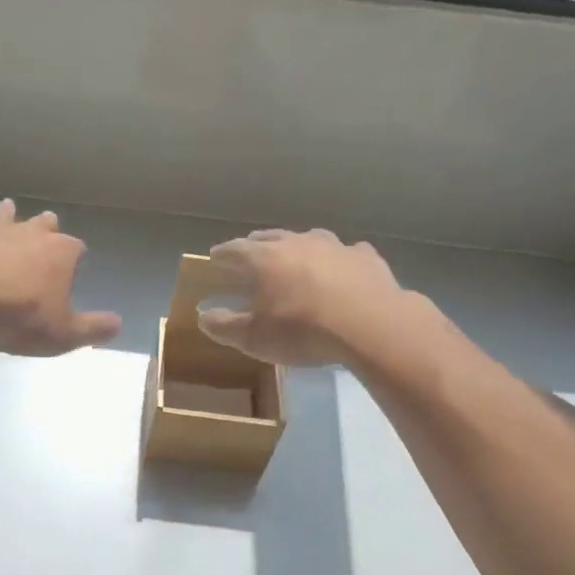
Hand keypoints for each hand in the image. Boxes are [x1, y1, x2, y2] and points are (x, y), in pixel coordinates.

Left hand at [0, 199, 121, 356]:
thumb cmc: (20, 319)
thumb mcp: (65, 334)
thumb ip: (94, 329)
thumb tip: (119, 324)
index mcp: (60, 253)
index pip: (76, 249)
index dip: (75, 260)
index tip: (72, 271)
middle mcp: (29, 234)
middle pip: (44, 224)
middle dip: (47, 227)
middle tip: (46, 230)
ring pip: (4, 214)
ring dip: (7, 214)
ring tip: (7, 210)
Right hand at [197, 229, 410, 366]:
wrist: (370, 325)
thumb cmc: (302, 331)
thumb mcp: (253, 338)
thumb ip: (224, 326)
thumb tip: (203, 316)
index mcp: (264, 259)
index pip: (235, 249)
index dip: (222, 254)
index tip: (214, 257)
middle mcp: (297, 243)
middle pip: (270, 236)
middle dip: (256, 243)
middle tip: (250, 249)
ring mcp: (334, 246)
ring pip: (309, 238)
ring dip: (297, 245)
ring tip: (294, 254)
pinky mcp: (365, 257)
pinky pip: (346, 253)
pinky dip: (338, 259)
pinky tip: (342, 269)